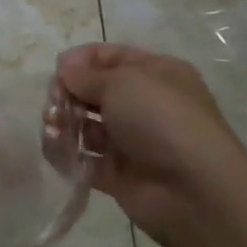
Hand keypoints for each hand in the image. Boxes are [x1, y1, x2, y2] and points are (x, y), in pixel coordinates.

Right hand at [53, 43, 246, 246]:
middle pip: (92, 92)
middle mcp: (143, 104)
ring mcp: (130, 141)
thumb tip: (65, 71)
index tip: (57, 73)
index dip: (79, 61)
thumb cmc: (160, 120)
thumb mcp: (122, 82)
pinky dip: (66, 154)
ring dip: (63, 123)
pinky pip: (83, 158)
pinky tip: (57, 150)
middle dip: (66, 95)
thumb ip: (85, 75)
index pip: (108, 57)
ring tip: (53, 129)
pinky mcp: (117, 173)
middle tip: (53, 105)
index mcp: (154, 74)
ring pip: (85, 125)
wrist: (193, 189)